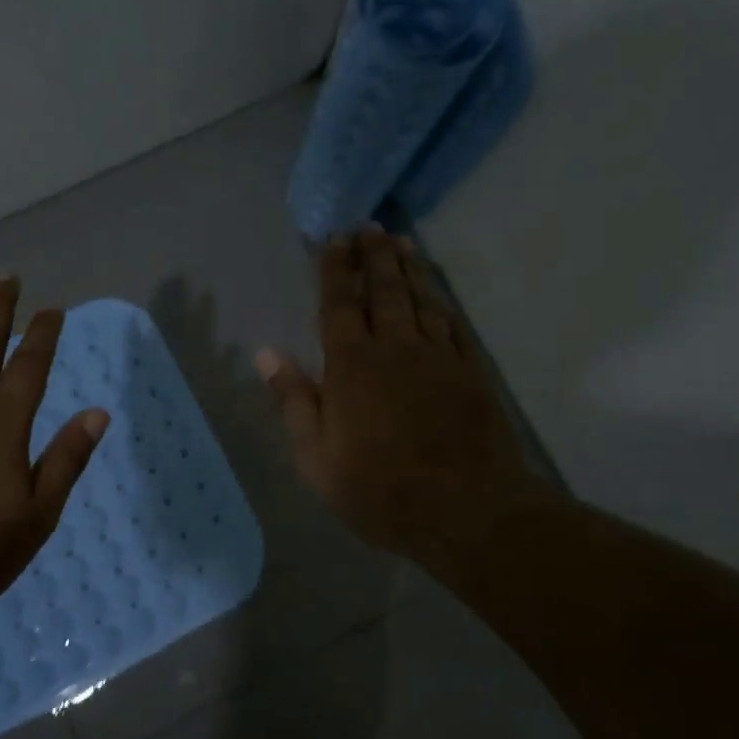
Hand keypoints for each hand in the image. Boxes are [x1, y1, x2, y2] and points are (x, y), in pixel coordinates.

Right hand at [256, 228, 544, 564]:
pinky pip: (454, 326)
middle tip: (369, 226)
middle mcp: (396, 349)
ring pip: (421, 301)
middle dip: (373, 256)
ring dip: (409, 269)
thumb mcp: (317, 458)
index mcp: (352, 366)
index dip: (335, 269)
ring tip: (400, 242)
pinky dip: (442, 304)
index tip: (333, 239)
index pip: (339, 305)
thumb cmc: (379, 489)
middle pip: (383, 291)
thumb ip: (294, 401)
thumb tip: (266, 354)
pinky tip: (438, 294)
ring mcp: (439, 358)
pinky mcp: (471, 373)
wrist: (468, 511)